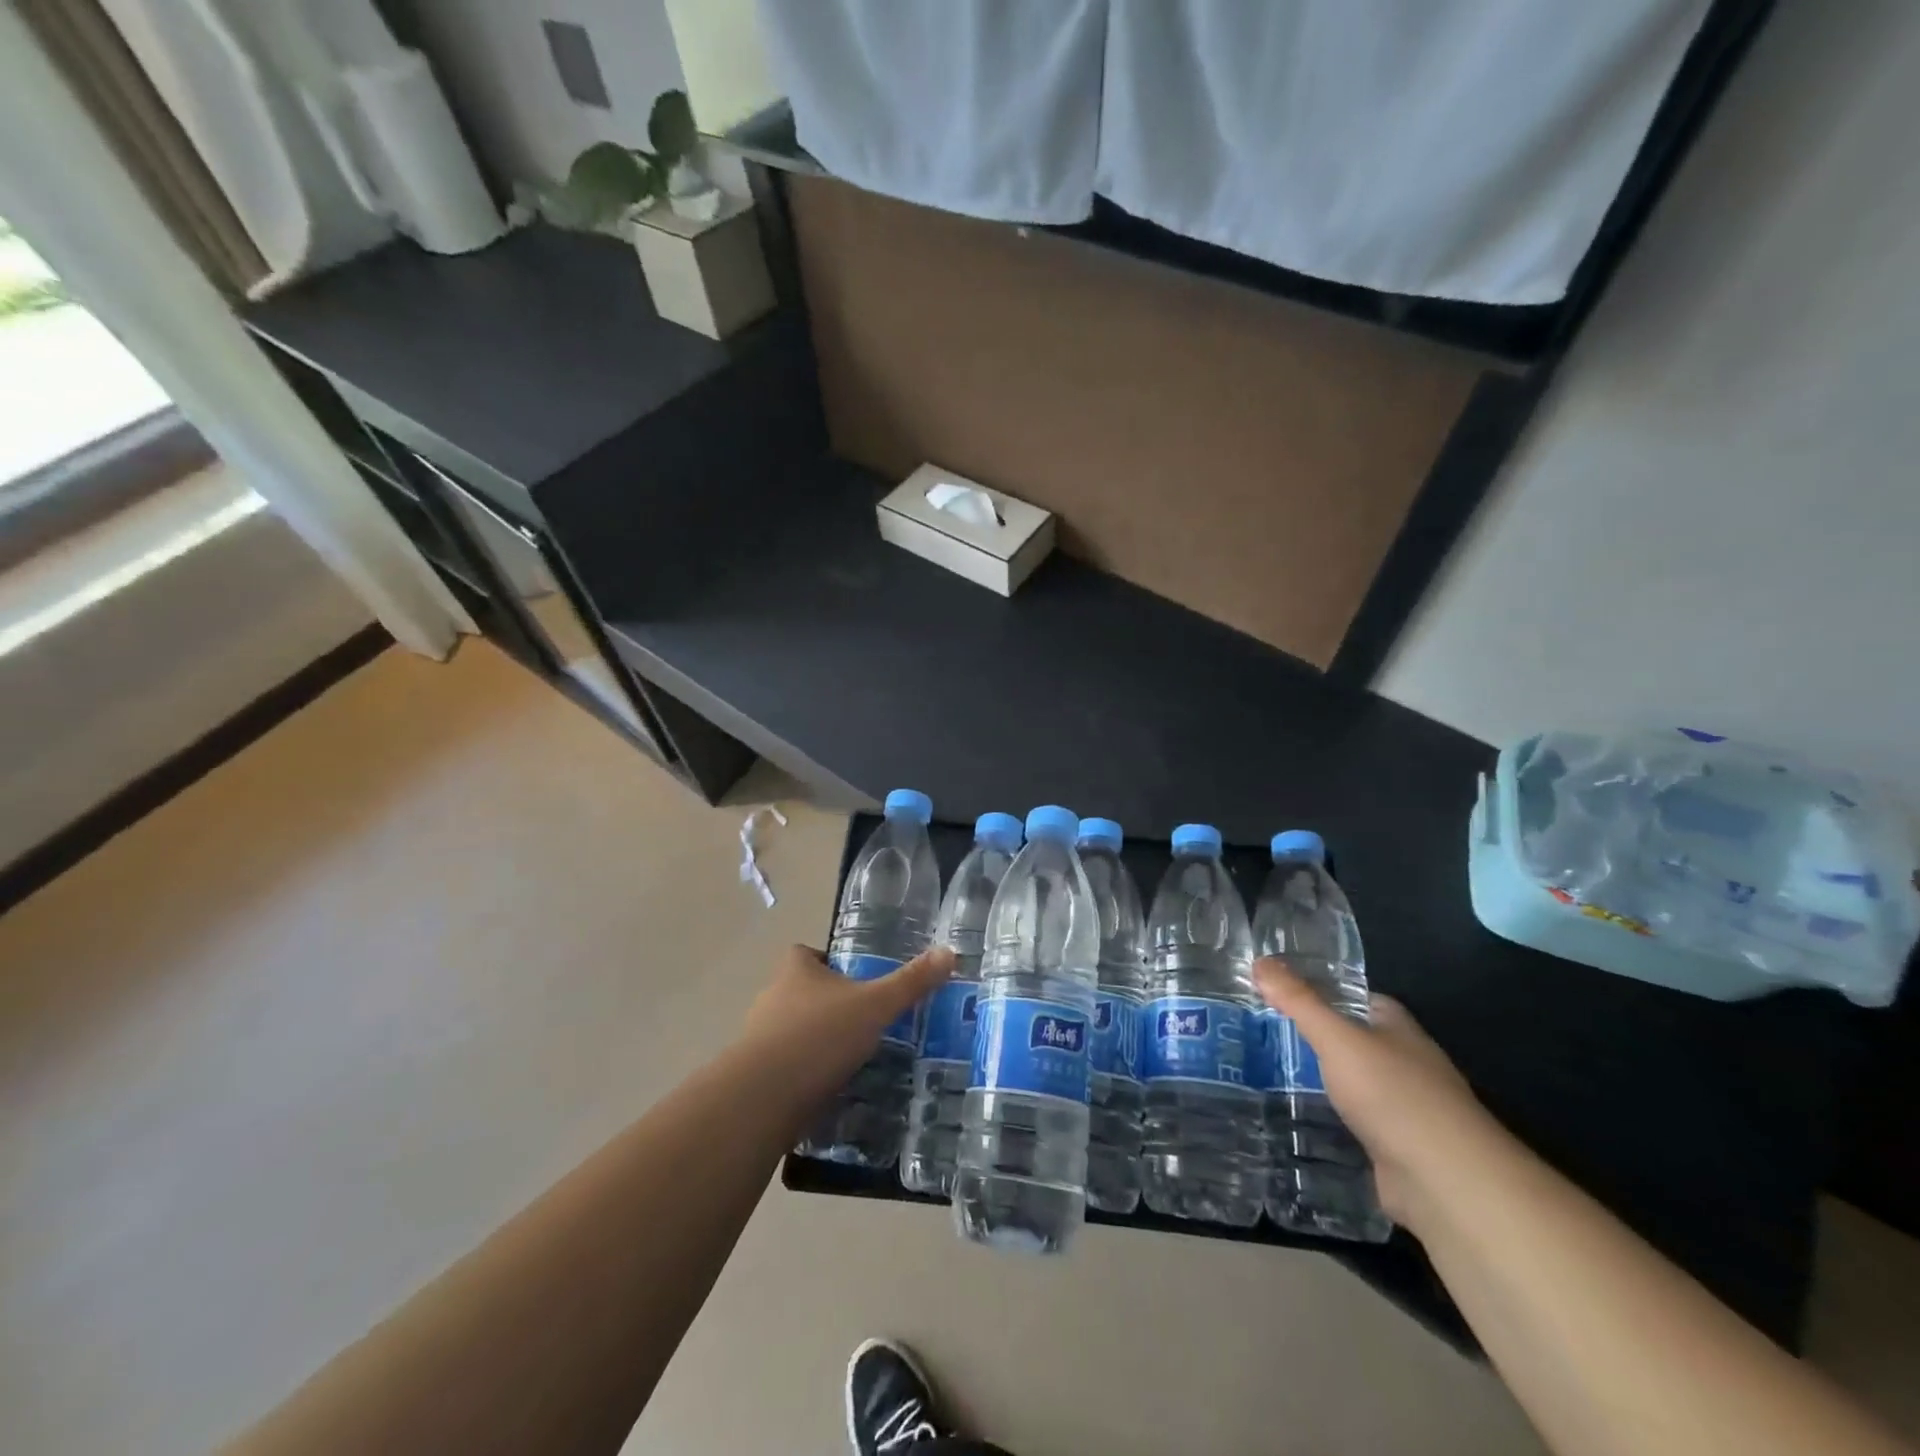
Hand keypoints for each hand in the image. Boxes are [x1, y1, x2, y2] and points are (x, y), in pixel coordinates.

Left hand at [739, 944, 954, 1111]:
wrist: (763, 1097)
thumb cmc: (820, 1036)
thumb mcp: (875, 1005)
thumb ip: (911, 982)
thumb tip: (949, 952)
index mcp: (796, 971)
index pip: (804, 953)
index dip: (826, 961)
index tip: (853, 976)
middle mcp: (772, 998)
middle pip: (800, 991)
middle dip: (828, 1004)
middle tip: (863, 1019)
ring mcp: (759, 1039)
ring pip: (791, 1031)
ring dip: (816, 1041)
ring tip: (852, 1057)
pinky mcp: (755, 1077)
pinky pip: (786, 1067)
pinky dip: (805, 1074)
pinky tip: (831, 1089)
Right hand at [1254, 957, 1489, 1229]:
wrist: (1445, 1183)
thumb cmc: (1393, 1094)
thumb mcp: (1336, 1038)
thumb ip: (1298, 1001)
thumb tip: (1260, 960)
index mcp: (1399, 1029)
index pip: (1359, 998)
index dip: (1324, 990)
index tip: (1282, 991)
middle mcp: (1406, 1063)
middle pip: (1356, 1040)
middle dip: (1317, 1036)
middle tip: (1264, 1031)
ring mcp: (1405, 1109)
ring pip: (1355, 1083)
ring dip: (1323, 1080)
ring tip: (1269, 1072)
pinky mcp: (1397, 1148)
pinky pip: (1356, 1123)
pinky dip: (1331, 1119)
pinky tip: (1298, 1118)